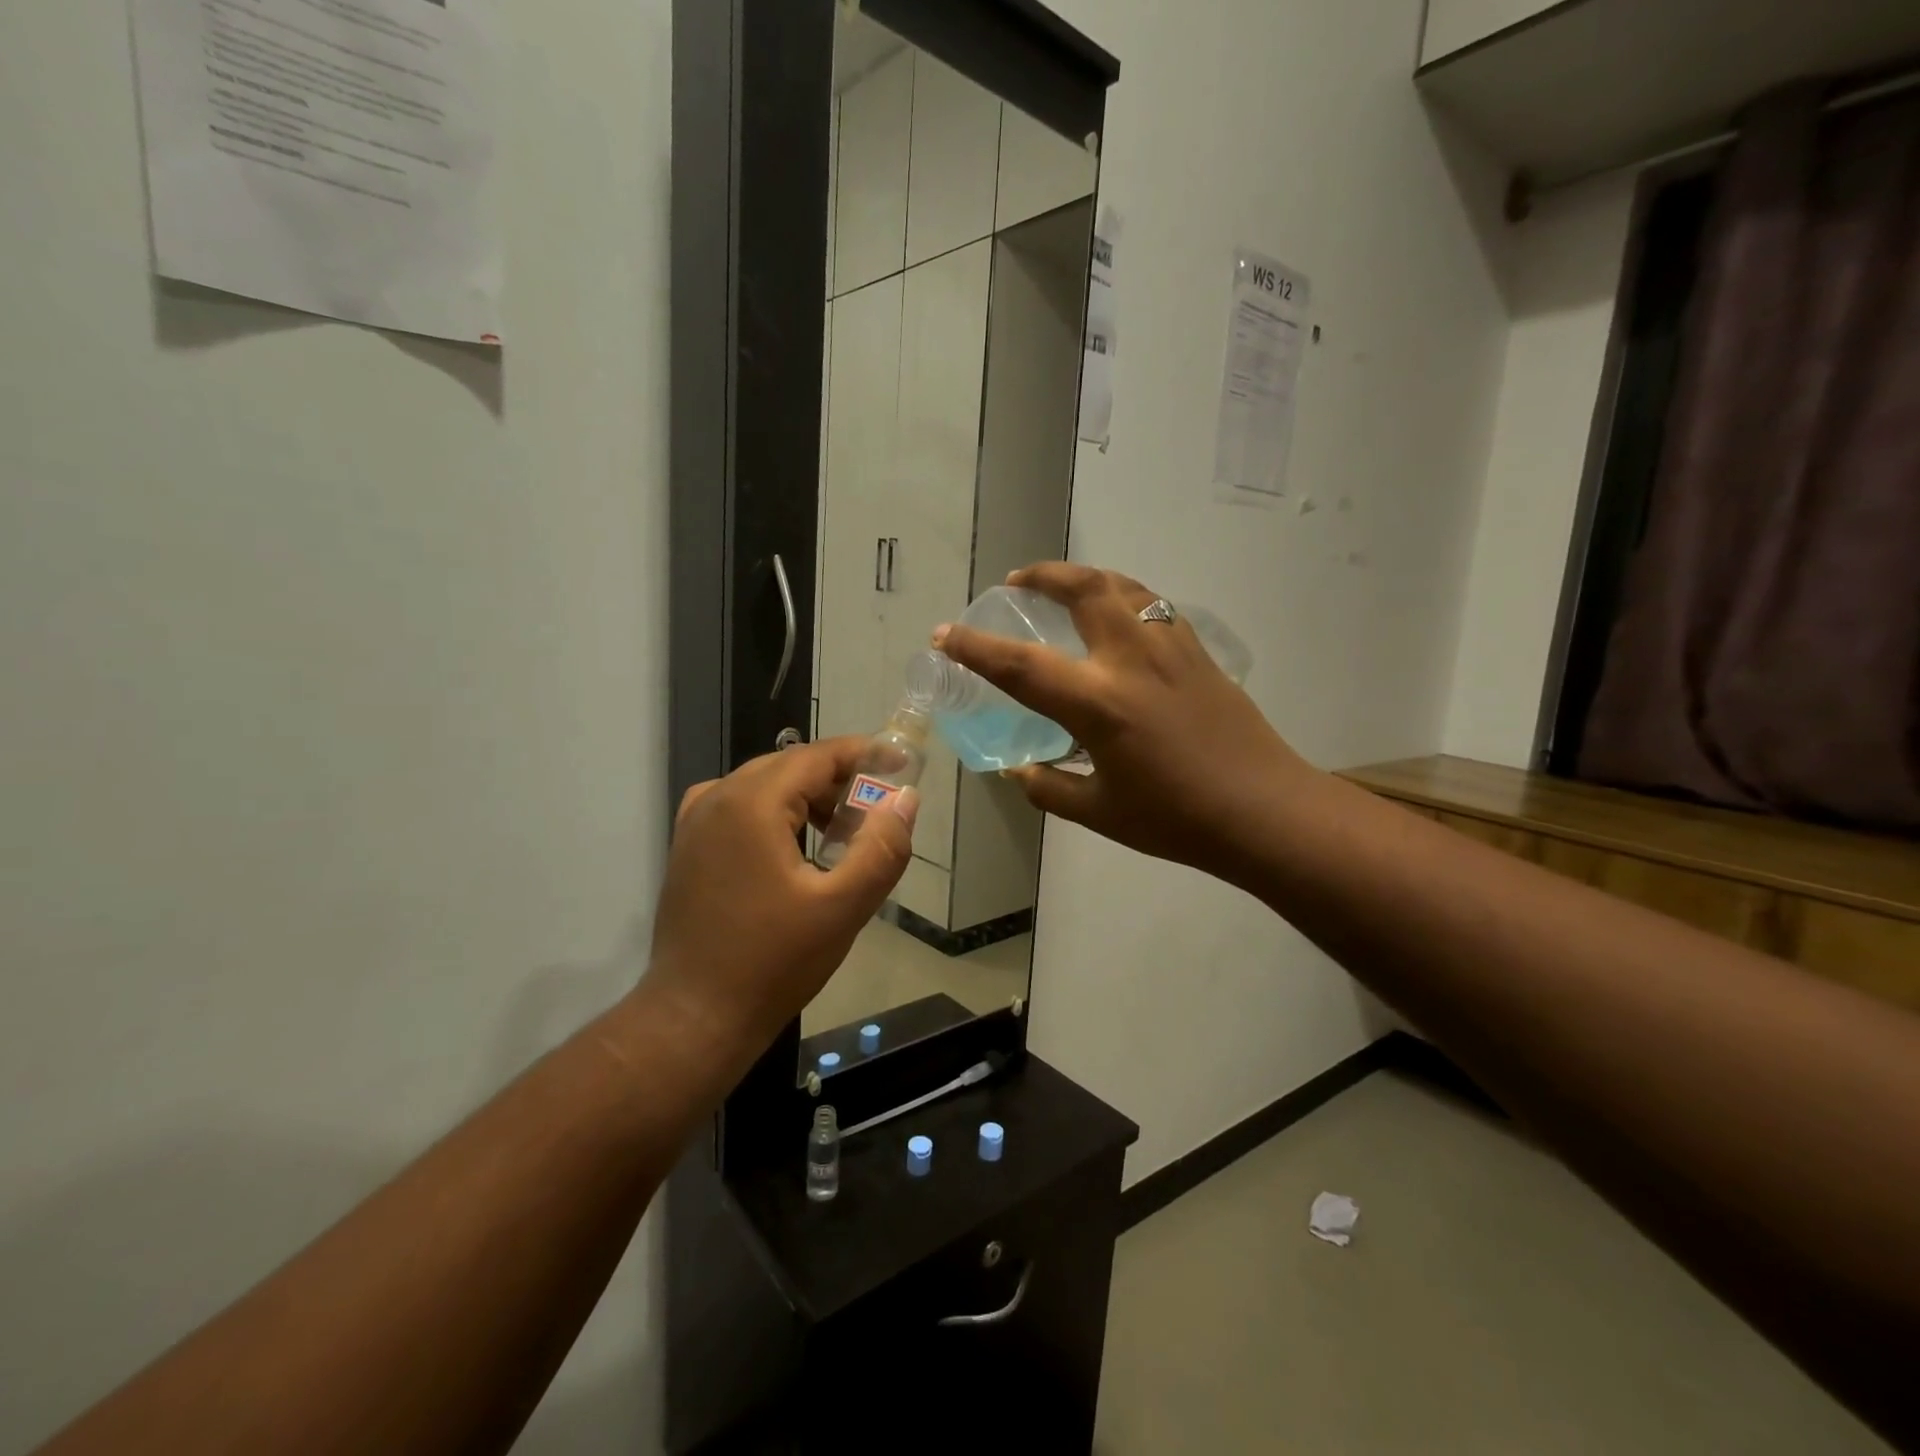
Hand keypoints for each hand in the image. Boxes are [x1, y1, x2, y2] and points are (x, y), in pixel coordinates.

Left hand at [645, 738, 917, 1051]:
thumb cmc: (772, 962)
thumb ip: (882, 848)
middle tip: (878, 809)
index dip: (864, 754)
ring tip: (845, 833)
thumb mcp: (843, 907)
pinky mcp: (689, 846)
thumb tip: (905, 799)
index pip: (817, 756)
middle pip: (790, 766)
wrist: (695, 1017)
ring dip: (809, 797)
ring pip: (765, 785)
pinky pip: (741, 807)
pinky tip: (798, 847)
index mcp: (750, 803)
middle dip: (839, 779)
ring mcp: (695, 822)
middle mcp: (716, 798)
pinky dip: (778, 812)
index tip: (903, 763)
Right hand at [935, 563, 1311, 881]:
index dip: (975, 649)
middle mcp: (1132, 660)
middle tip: (1017, 580)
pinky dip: (1122, 594)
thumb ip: (1049, 787)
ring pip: (1122, 586)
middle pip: (1082, 590)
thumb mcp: (1100, 812)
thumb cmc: (1177, 818)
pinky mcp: (1197, 652)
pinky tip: (1116, 615)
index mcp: (1099, 704)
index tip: (945, 634)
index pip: (1021, 666)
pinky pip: (1152, 604)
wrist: (1264, 810)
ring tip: (1062, 586)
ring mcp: (1171, 648)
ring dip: (1084, 576)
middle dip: (1043, 576)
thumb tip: (1020, 770)